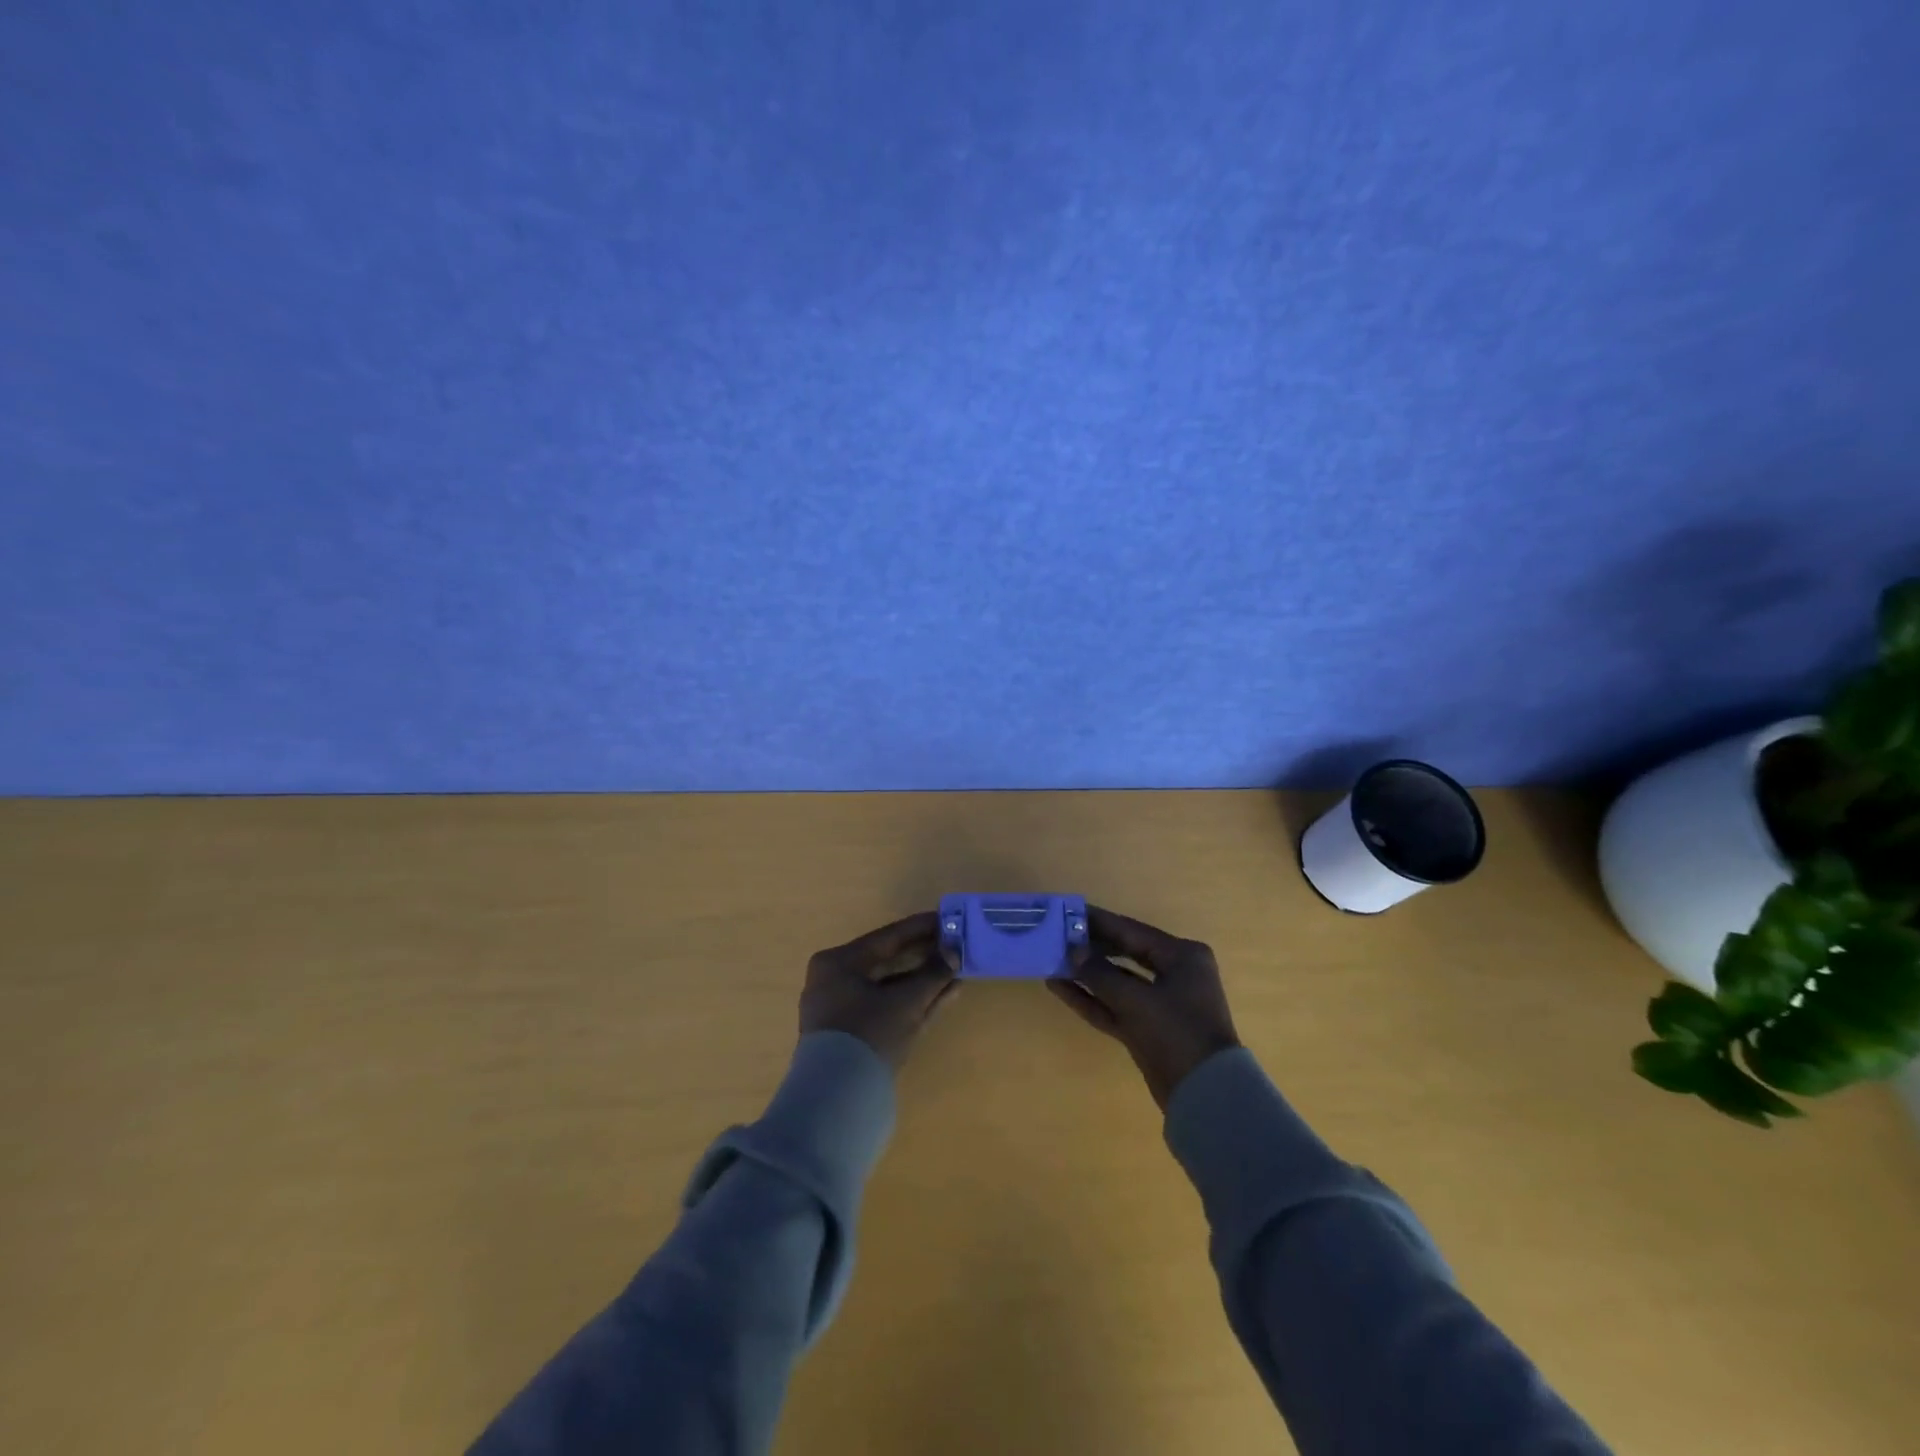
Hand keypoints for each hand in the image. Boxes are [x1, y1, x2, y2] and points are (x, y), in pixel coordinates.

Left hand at [799, 911, 960, 1069]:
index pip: (886, 938)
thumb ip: (932, 974)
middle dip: (924, 956)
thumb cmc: (868, 1035)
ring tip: (956, 971)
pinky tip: (944, 995)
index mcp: (838, 963)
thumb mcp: (906, 1002)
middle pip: (887, 962)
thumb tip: (955, 953)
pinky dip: (912, 1002)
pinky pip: (885, 1007)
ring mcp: (840, 1010)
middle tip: (955, 945)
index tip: (947, 919)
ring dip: (922, 981)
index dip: (920, 928)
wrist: (837, 1101)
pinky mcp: (851, 1036)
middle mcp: (834, 981)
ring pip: (888, 987)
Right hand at [1048, 905, 1240, 1109]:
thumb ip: (1100, 973)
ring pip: (1116, 981)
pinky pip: (1114, 1006)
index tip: (1069, 911)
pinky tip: (1060, 988)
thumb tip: (1073, 951)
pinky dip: (1091, 998)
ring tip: (1051, 960)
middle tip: (1056, 935)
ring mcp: (1161, 1003)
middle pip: (1124, 953)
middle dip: (1091, 947)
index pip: (1132, 931)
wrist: (1205, 1095)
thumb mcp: (1136, 1000)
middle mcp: (1175, 974)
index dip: (1099, 922)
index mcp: (1182, 956)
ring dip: (1086, 974)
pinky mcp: (1147, 1029)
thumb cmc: (1177, 1032)